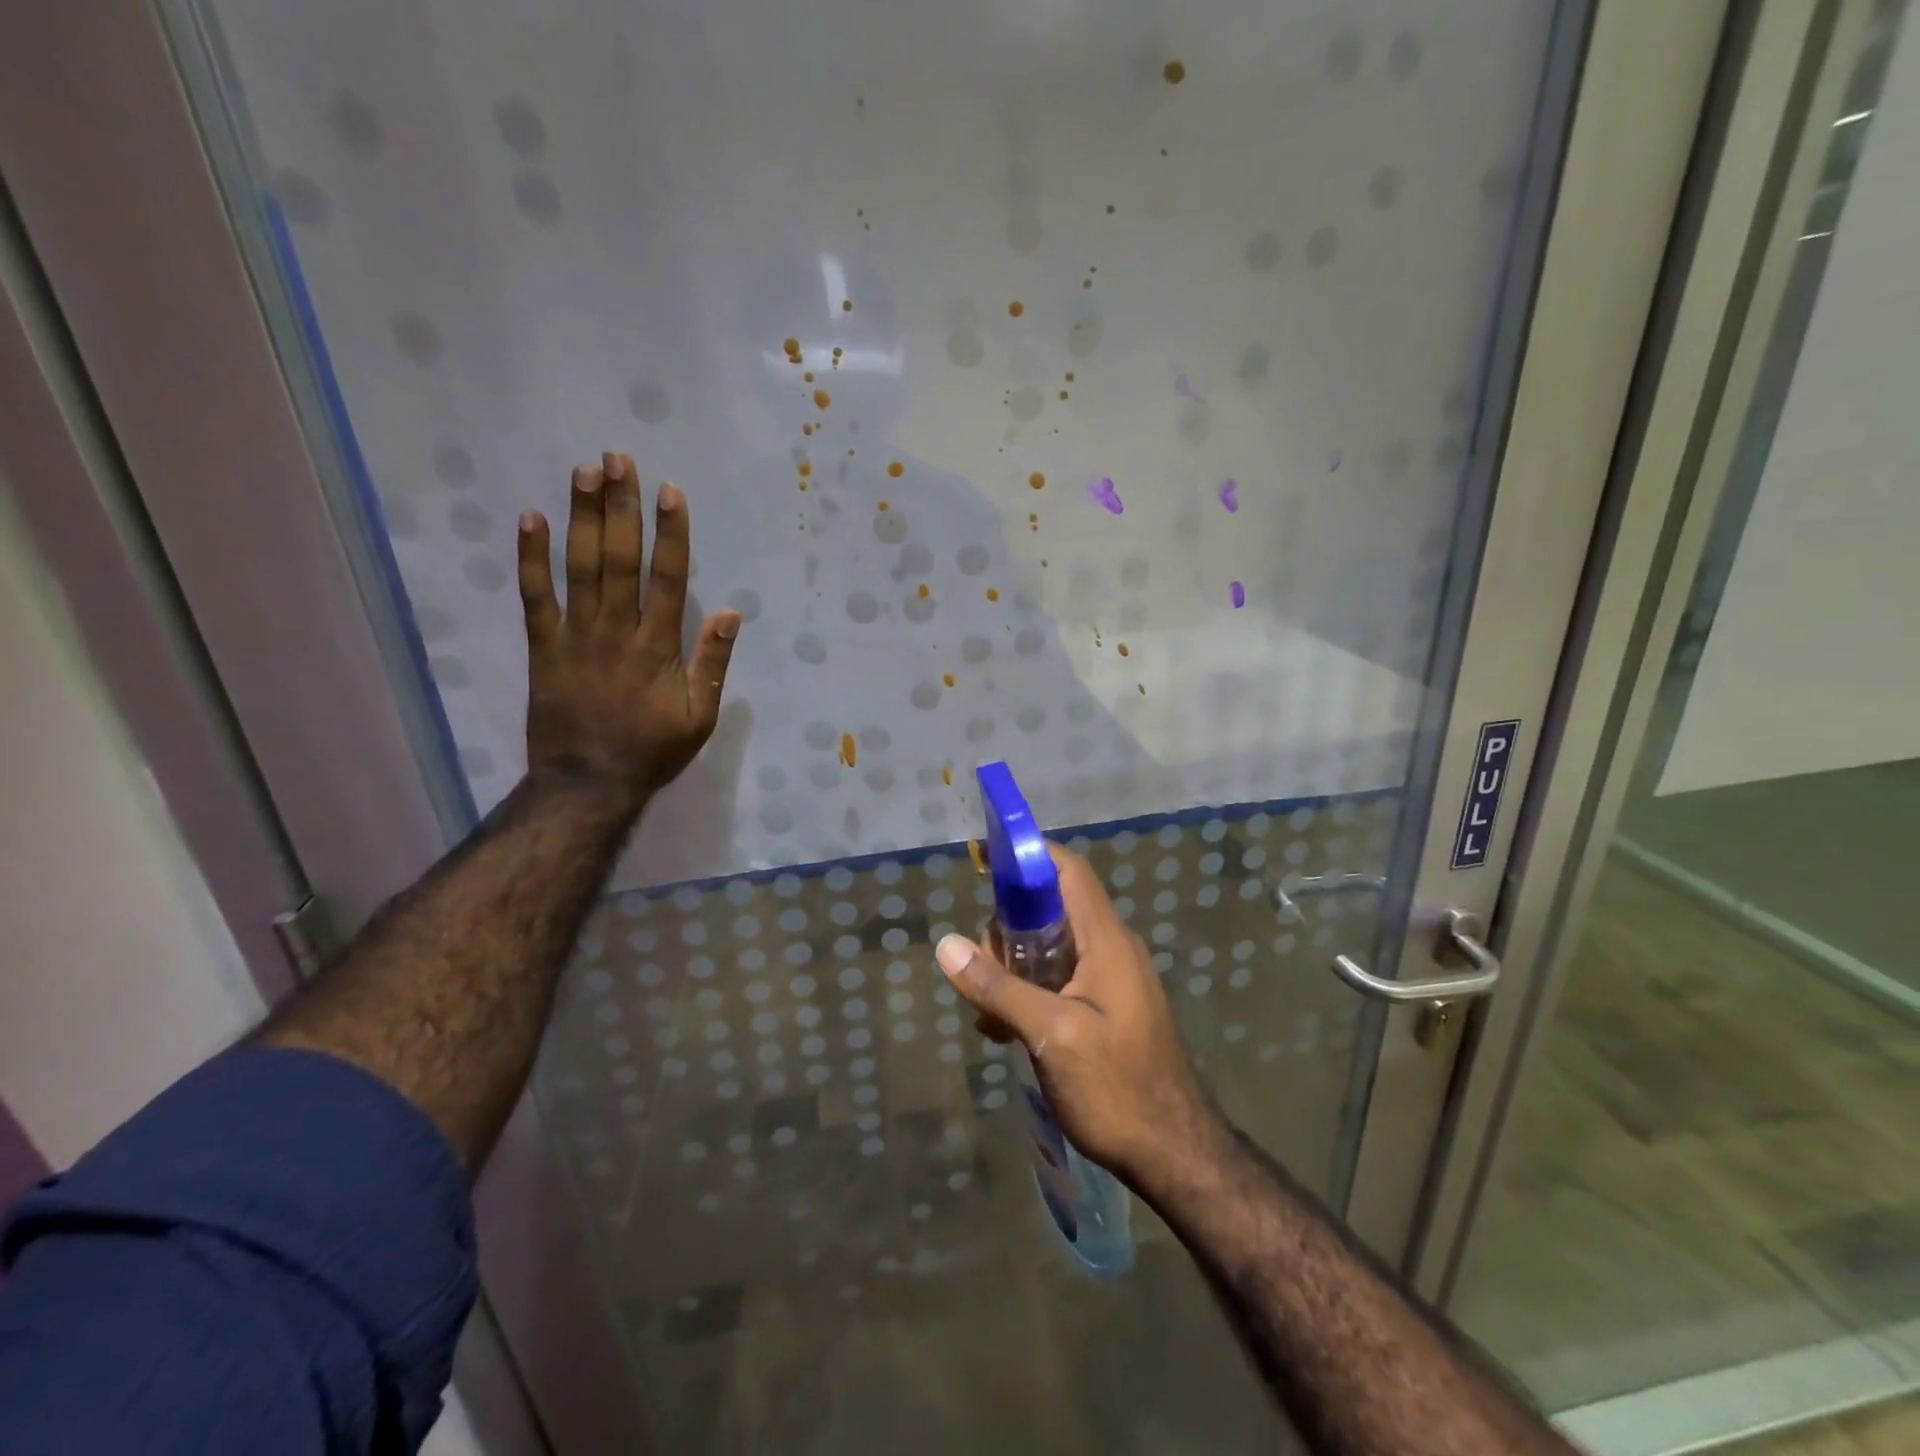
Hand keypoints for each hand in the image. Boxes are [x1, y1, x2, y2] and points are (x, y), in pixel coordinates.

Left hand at [517, 453, 739, 804]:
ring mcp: (576, 635)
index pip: (667, 578)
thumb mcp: (700, 717)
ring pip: (580, 567)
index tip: (670, 492)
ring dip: (583, 517)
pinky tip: (531, 519)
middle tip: (619, 459)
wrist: (588, 783)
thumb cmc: (652, 751)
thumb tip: (730, 613)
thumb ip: (713, 664)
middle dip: (622, 507)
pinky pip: (534, 596)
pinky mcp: (543, 647)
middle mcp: (617, 630)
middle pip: (620, 559)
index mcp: (659, 647)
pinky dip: (531, 558)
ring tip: (585, 471)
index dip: (670, 533)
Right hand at [934, 845, 1222, 1190]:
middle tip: (981, 969)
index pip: (1068, 870)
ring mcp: (1109, 979)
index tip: (985, 866)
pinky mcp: (1104, 1006)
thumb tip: (948, 946)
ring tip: (988, 1011)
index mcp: (1105, 940)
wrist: (1174, 1153)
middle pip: (1051, 908)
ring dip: (1013, 967)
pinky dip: (1027, 991)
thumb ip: (999, 988)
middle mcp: (1110, 948)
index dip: (1028, 857)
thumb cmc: (1116, 1087)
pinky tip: (1003, 1030)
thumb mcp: (1051, 1035)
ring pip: (1049, 946)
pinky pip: (1058, 979)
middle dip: (1008, 927)